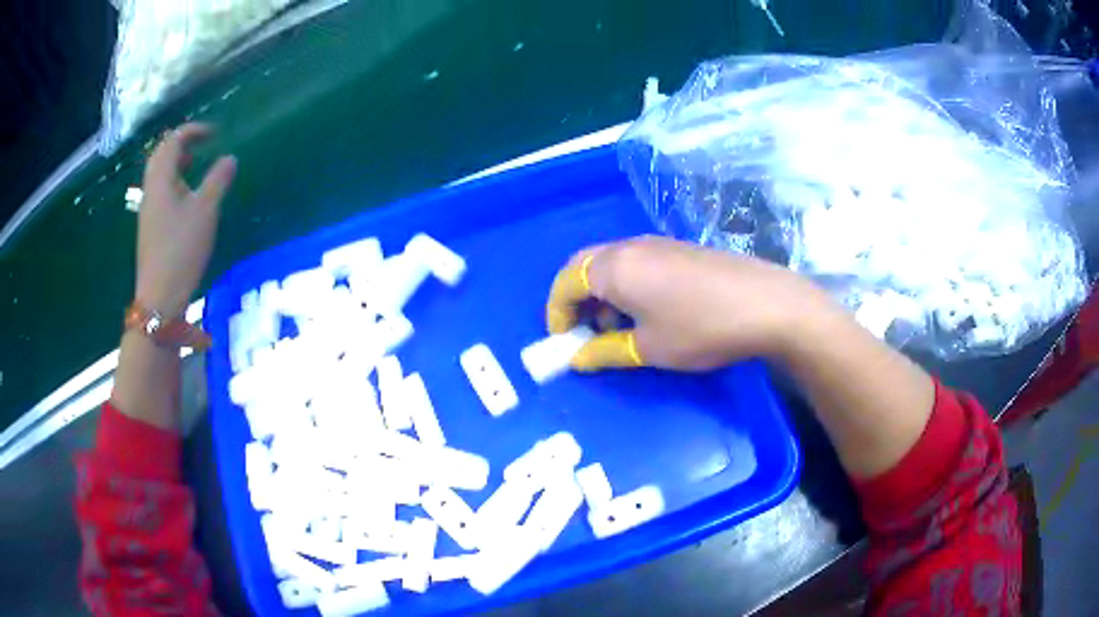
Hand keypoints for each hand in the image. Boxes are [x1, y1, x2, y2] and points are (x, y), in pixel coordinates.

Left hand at [136, 123, 236, 316]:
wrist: (159, 296)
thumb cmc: (181, 250)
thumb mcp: (205, 212)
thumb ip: (218, 181)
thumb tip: (230, 158)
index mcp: (161, 180)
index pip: (173, 141)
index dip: (193, 131)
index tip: (215, 133)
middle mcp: (151, 190)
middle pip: (160, 154)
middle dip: (181, 143)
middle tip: (201, 144)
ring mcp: (148, 209)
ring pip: (158, 173)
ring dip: (175, 162)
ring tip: (194, 165)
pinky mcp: (150, 226)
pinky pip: (159, 190)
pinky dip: (173, 181)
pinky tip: (186, 196)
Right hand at [546, 236, 837, 370]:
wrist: (766, 304)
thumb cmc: (700, 329)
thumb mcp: (649, 348)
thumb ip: (606, 351)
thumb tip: (577, 359)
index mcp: (613, 268)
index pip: (566, 282)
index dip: (556, 312)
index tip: (562, 342)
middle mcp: (629, 247)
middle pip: (585, 265)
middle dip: (575, 298)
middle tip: (582, 331)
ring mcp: (657, 243)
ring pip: (611, 262)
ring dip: (601, 291)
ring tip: (615, 327)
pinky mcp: (679, 248)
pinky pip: (636, 261)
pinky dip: (625, 284)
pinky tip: (647, 311)